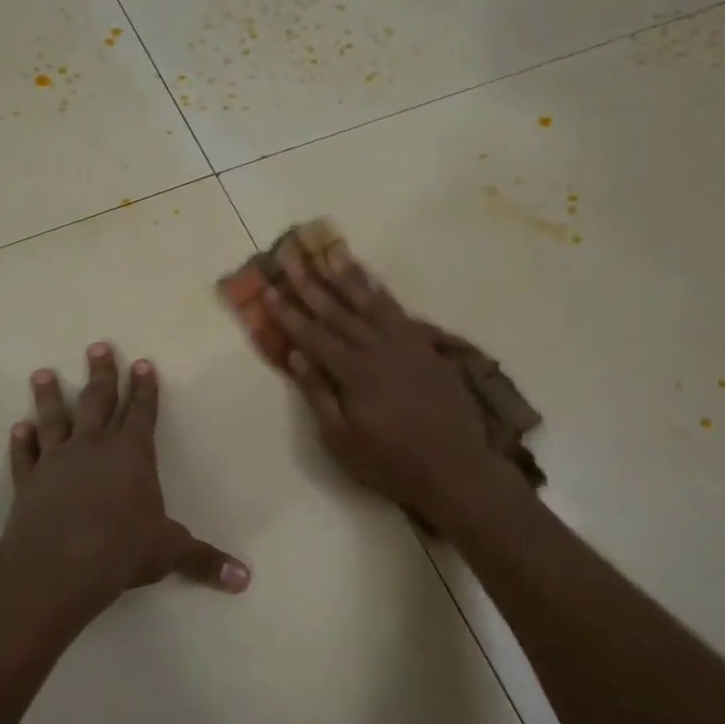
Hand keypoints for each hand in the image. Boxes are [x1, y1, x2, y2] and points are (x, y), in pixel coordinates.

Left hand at [0, 343, 248, 610]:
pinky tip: (17, 428)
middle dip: (101, 374)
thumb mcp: (169, 552)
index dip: (144, 388)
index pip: (142, 412)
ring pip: (54, 419)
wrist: (58, 566)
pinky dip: (21, 442)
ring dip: (50, 396)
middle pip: (97, 401)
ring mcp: (56, 462)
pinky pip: (25, 456)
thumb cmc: (121, 550)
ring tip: (43, 373)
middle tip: (97, 346)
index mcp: (132, 455)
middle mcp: (93, 448)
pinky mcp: (28, 483)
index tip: (143, 363)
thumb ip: (204, 560)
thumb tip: (245, 580)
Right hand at [266, 244, 524, 527]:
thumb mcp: (341, 440)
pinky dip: (383, 295)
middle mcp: (378, 348)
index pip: (313, 335)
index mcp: (353, 372)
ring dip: (349, 278)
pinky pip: (401, 312)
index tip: (269, 288)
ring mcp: (407, 345)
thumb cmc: (390, 462)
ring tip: (332, 254)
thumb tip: (296, 355)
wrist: (455, 469)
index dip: (289, 313)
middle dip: (312, 284)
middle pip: (339, 311)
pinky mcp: (428, 349)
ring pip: (372, 303)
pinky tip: (373, 284)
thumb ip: (318, 394)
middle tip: (292, 258)